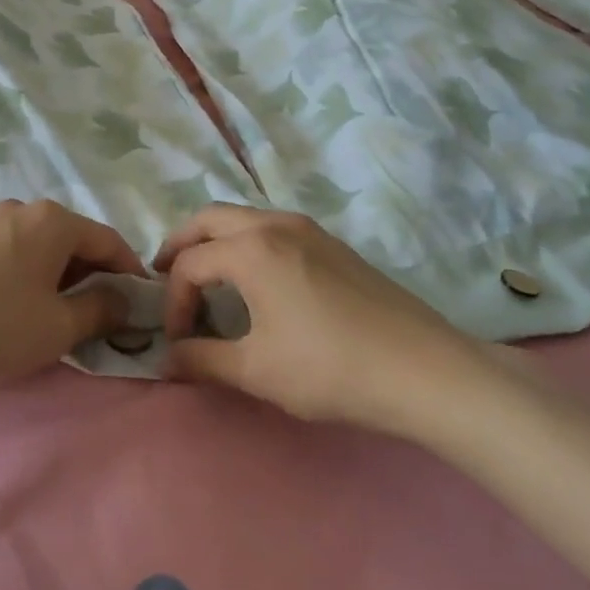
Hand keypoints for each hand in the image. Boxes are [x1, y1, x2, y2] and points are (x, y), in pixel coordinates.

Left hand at [0, 200, 144, 396]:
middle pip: (75, 241)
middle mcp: (23, 209)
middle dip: (95, 277)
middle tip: (104, 317)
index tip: (141, 306)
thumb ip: (101, 310)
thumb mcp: (58, 327)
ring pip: (43, 249)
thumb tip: (124, 300)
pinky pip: (15, 255)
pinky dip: (32, 278)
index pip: (109, 241)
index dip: (130, 274)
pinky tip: (22, 310)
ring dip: (62, 279)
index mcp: (53, 220)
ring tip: (64, 318)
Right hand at [155, 205, 498, 430]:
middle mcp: (275, 224)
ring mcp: (309, 230)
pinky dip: (247, 244)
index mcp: (250, 249)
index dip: (173, 302)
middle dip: (181, 245)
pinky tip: (257, 282)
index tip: (179, 342)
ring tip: (208, 280)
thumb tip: (167, 359)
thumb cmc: (330, 368)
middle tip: (165, 277)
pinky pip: (273, 229)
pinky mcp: (333, 244)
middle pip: (210, 219)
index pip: (189, 264)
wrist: (424, 370)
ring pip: (244, 218)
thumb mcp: (256, 371)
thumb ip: (202, 360)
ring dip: (216, 241)